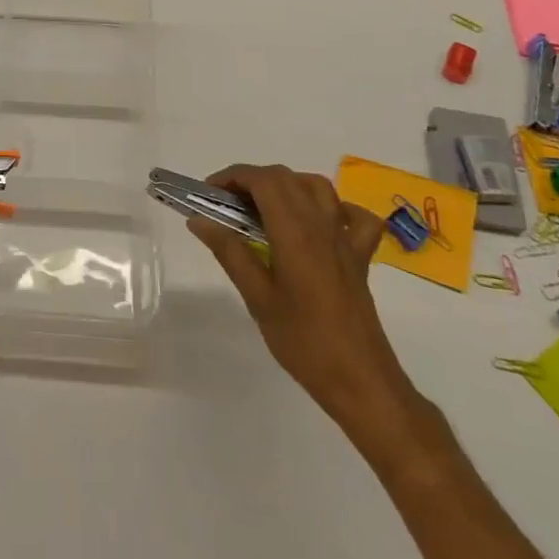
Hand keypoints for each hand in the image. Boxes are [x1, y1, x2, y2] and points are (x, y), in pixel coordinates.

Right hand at [188, 165, 422, 444]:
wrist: (360, 381)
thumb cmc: (303, 342)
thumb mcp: (257, 297)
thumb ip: (229, 252)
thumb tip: (198, 220)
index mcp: (294, 232)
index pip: (262, 180)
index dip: (233, 176)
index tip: (208, 194)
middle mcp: (321, 225)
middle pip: (285, 178)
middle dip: (252, 180)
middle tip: (227, 205)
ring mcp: (344, 239)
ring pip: (316, 187)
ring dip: (286, 186)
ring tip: (263, 208)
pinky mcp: (359, 257)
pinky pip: (354, 217)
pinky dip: (335, 209)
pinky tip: (318, 223)